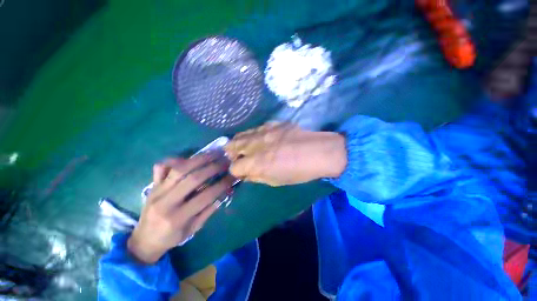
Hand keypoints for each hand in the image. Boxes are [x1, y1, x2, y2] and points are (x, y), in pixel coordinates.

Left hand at [127, 155, 233, 263]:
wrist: (144, 240)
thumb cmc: (171, 237)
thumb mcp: (193, 229)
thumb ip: (209, 210)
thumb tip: (225, 192)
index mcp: (177, 218)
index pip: (205, 196)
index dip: (222, 184)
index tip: (233, 176)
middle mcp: (165, 202)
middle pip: (193, 178)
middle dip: (213, 168)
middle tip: (226, 162)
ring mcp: (157, 191)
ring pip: (179, 169)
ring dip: (199, 159)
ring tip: (213, 154)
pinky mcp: (152, 185)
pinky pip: (161, 167)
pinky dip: (175, 160)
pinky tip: (189, 158)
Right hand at [225, 122, 346, 186]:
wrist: (319, 152)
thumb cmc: (299, 172)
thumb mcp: (276, 181)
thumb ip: (257, 177)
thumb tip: (246, 174)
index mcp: (256, 163)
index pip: (233, 167)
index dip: (236, 171)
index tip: (242, 172)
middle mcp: (255, 145)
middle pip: (231, 145)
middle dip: (231, 153)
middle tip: (238, 157)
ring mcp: (263, 131)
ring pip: (241, 134)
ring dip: (240, 143)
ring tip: (246, 147)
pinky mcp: (272, 123)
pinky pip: (255, 128)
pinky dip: (253, 135)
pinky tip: (260, 139)